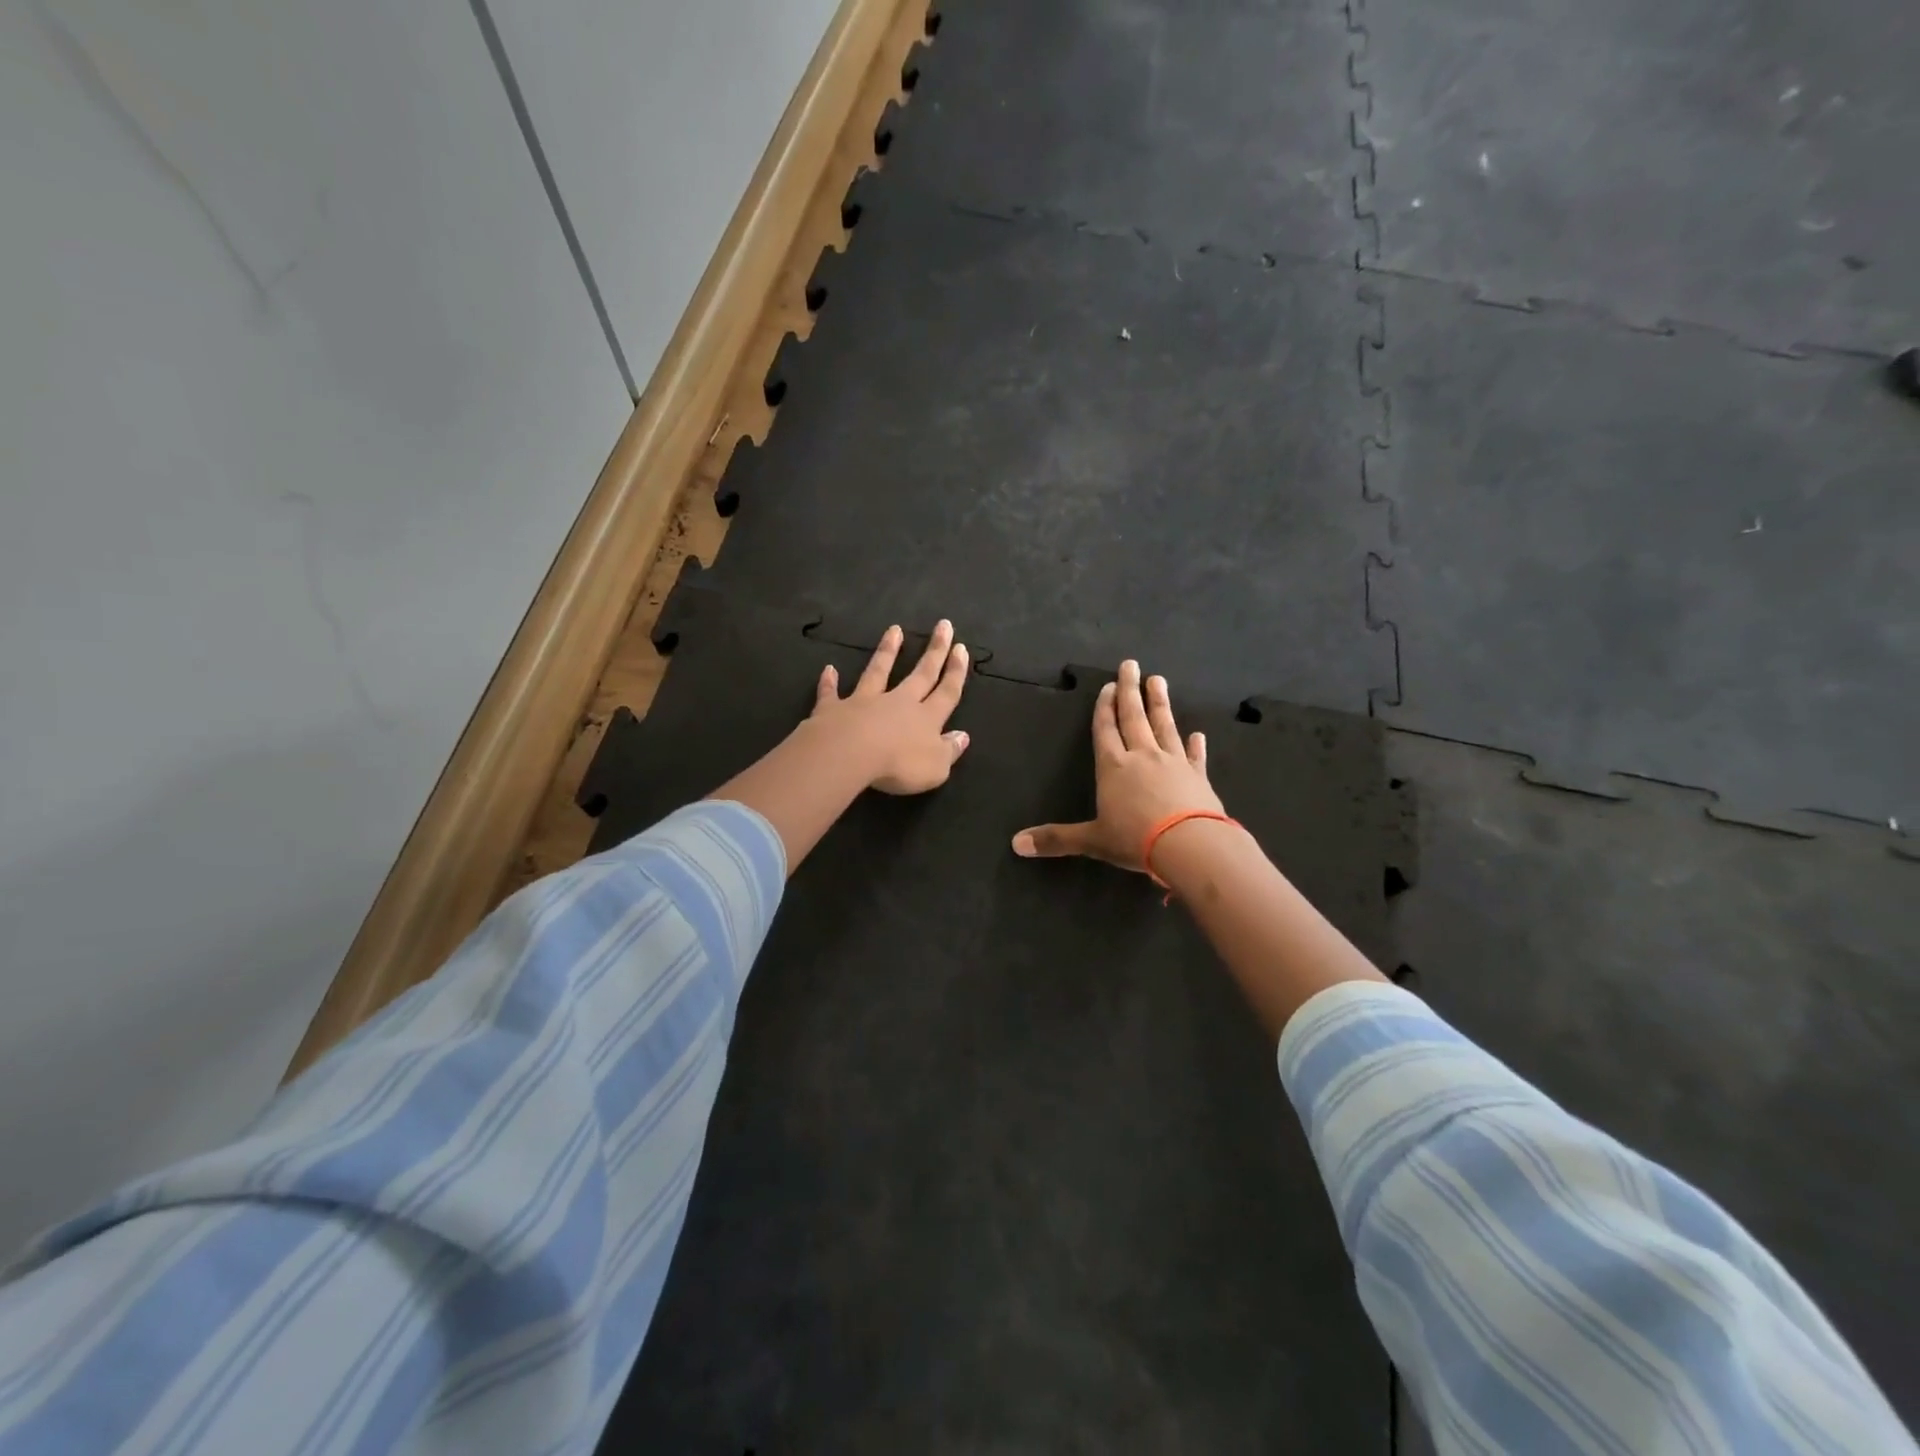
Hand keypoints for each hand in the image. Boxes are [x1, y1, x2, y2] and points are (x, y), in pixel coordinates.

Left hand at [808, 620, 970, 793]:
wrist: (849, 754)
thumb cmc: (899, 765)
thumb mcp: (936, 767)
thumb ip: (950, 750)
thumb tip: (963, 735)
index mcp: (926, 718)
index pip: (947, 692)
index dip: (956, 672)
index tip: (961, 648)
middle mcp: (898, 703)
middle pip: (921, 673)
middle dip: (935, 650)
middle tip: (943, 625)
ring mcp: (865, 702)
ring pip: (879, 672)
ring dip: (887, 651)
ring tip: (894, 629)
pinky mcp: (834, 708)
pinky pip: (832, 693)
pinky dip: (830, 681)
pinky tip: (829, 669)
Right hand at [1012, 659, 1223, 871]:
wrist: (1190, 845)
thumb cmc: (1135, 839)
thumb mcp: (1092, 841)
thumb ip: (1056, 839)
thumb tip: (1016, 844)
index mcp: (1113, 767)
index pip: (1106, 730)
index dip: (1104, 708)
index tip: (1108, 685)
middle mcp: (1142, 757)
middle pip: (1134, 717)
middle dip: (1130, 691)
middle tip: (1131, 665)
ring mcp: (1173, 763)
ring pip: (1164, 726)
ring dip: (1160, 704)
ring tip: (1158, 680)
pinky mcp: (1198, 777)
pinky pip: (1195, 756)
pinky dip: (1195, 745)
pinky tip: (1198, 734)